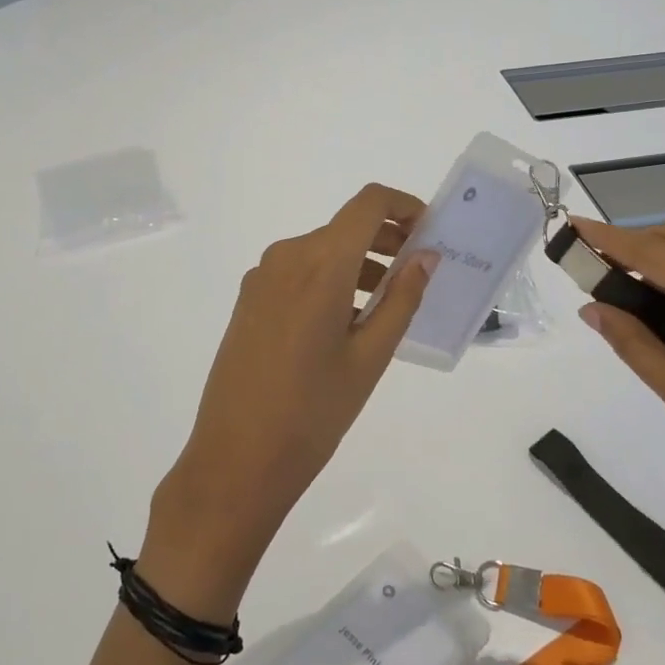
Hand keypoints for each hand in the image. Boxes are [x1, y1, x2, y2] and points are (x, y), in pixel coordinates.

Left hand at [139, 184, 437, 618]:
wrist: (234, 462)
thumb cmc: (313, 413)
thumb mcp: (370, 357)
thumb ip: (402, 298)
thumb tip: (427, 256)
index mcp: (320, 264)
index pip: (368, 203)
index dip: (405, 206)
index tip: (431, 231)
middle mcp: (286, 257)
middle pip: (345, 226)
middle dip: (387, 238)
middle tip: (420, 270)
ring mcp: (262, 278)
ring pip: (322, 250)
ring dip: (360, 262)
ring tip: (389, 303)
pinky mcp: (249, 300)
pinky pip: (299, 272)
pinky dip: (331, 279)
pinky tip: (347, 320)